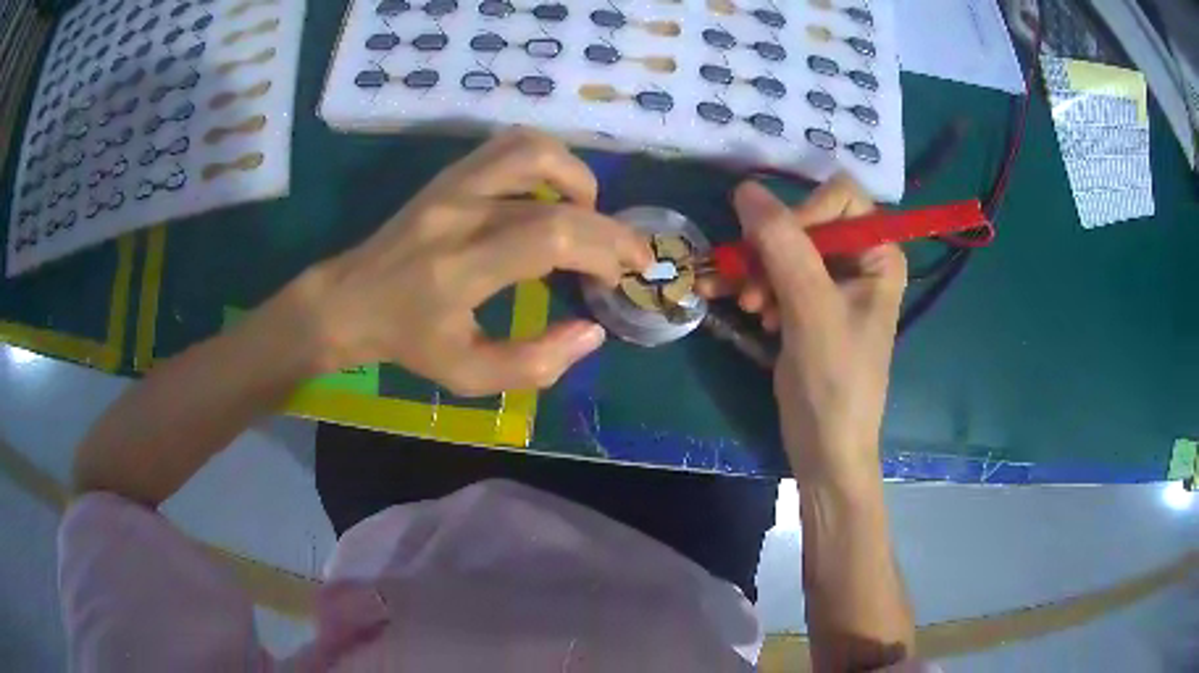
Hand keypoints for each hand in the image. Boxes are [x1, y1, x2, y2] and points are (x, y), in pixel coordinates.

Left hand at [293, 129, 651, 395]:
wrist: (347, 300)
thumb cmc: (406, 342)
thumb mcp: (467, 375)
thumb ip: (534, 364)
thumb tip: (592, 332)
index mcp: (459, 268)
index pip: (550, 237)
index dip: (602, 251)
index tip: (620, 278)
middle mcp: (459, 213)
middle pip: (556, 197)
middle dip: (608, 227)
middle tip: (628, 255)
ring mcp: (452, 185)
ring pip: (533, 150)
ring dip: (577, 178)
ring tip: (587, 215)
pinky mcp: (449, 174)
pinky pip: (510, 146)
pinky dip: (548, 162)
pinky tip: (554, 196)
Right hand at [713, 177, 906, 487]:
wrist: (825, 447)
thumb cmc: (834, 380)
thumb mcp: (811, 308)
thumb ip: (782, 243)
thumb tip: (746, 188)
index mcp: (880, 254)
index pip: (840, 197)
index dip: (804, 212)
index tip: (774, 248)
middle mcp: (860, 260)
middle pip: (807, 221)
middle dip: (772, 249)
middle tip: (749, 285)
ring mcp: (833, 283)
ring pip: (785, 247)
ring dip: (759, 271)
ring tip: (748, 306)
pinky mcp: (809, 304)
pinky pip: (776, 274)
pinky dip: (758, 288)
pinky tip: (750, 313)